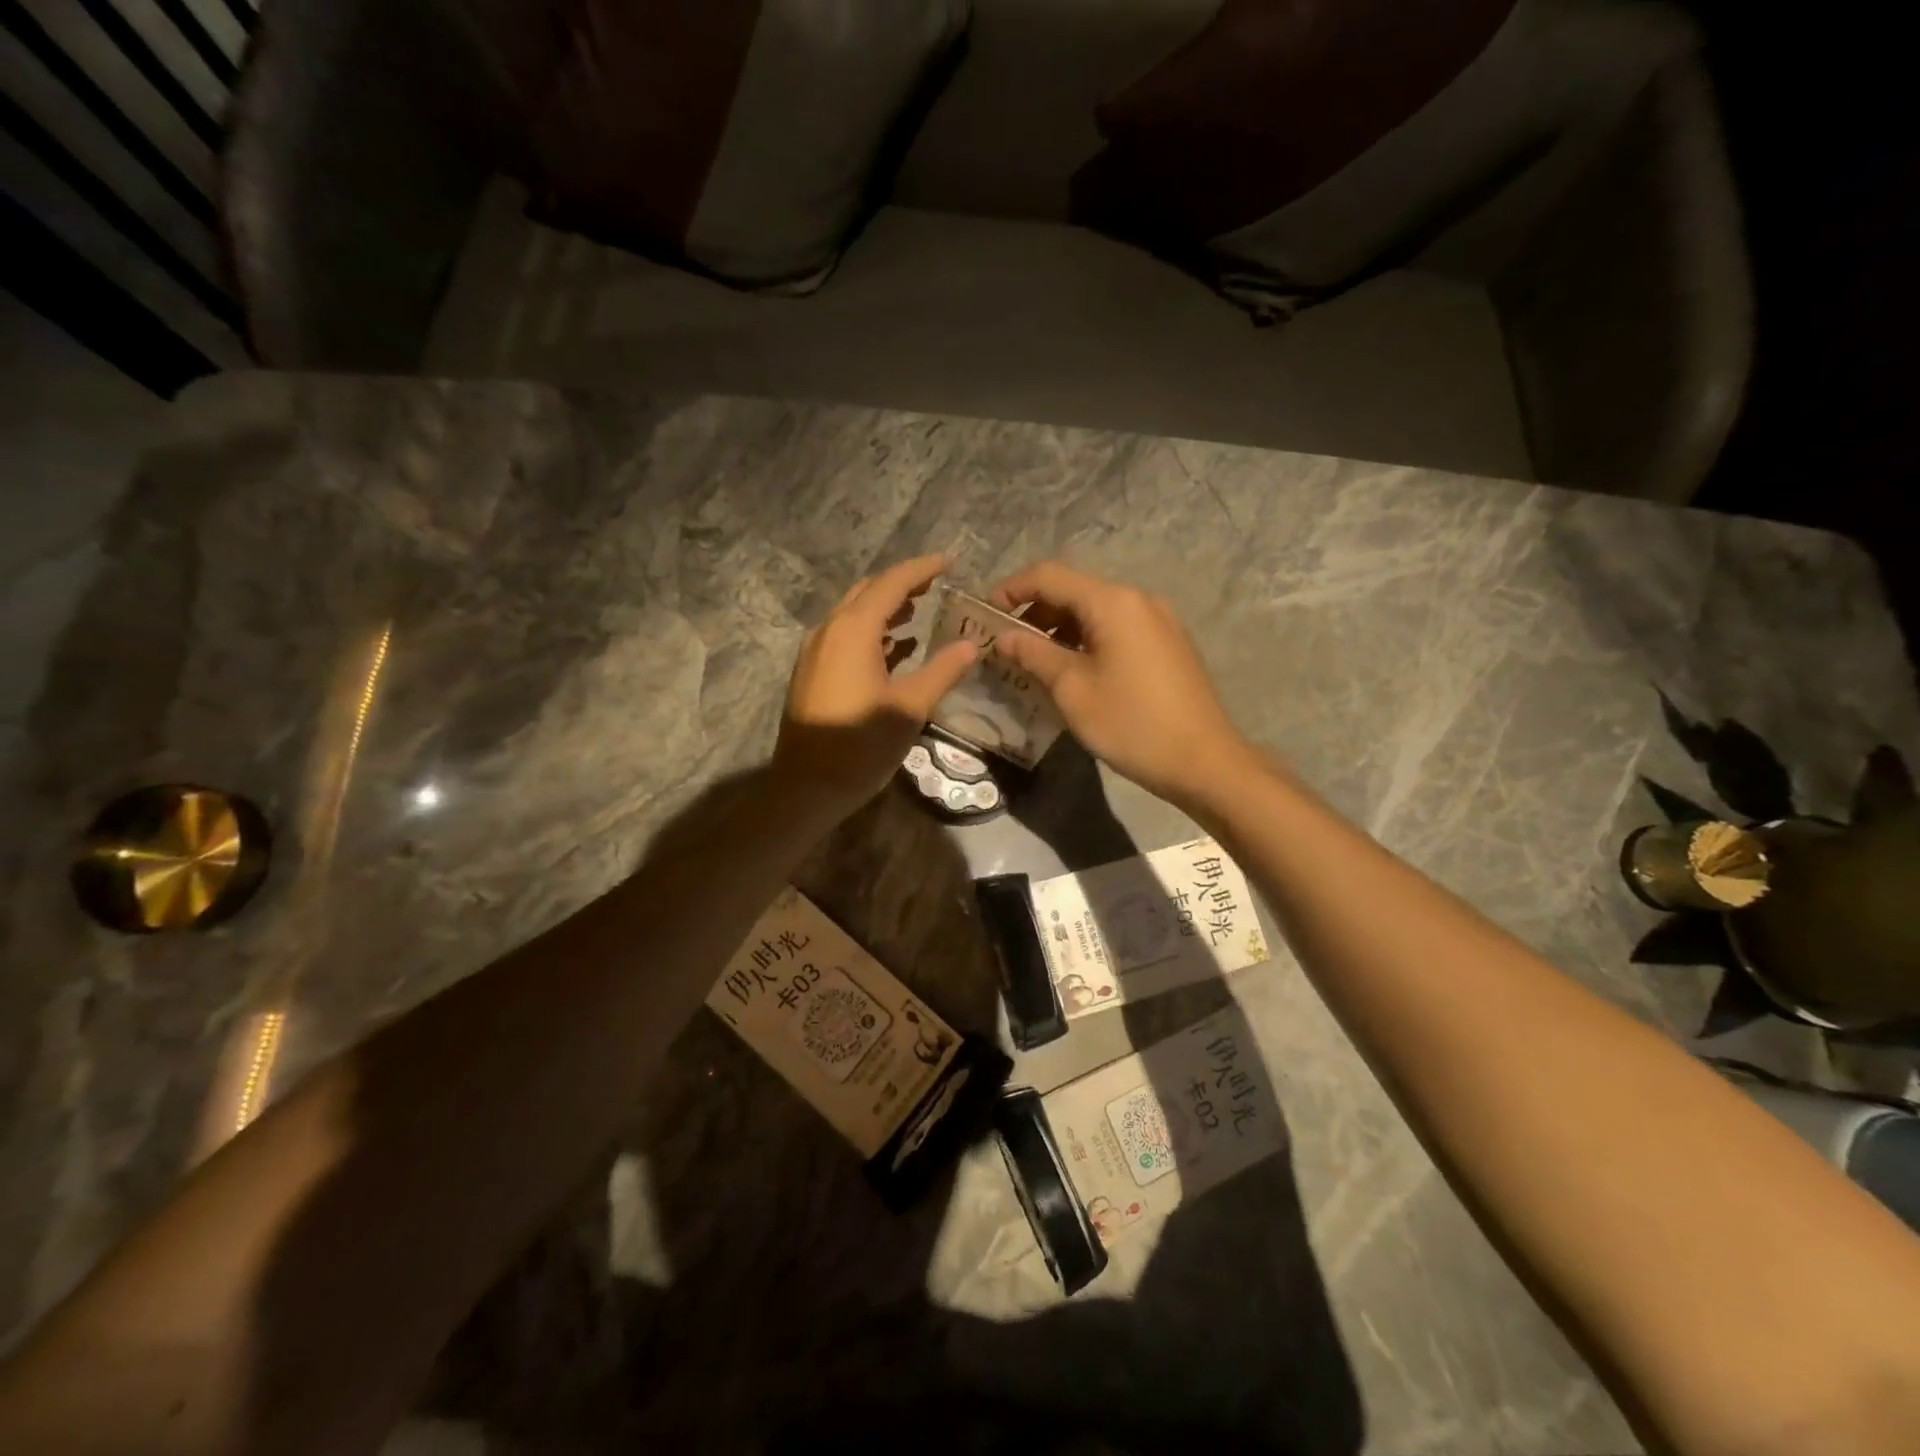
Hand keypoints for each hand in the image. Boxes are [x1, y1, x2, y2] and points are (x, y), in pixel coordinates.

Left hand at [774, 555, 977, 818]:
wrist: (806, 787)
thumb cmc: (860, 746)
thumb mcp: (910, 708)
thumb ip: (942, 671)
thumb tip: (971, 644)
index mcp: (852, 631)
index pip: (891, 584)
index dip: (922, 569)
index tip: (950, 562)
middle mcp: (829, 631)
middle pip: (867, 592)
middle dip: (902, 584)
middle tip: (937, 585)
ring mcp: (815, 651)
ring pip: (853, 614)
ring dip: (885, 608)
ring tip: (921, 611)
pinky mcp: (811, 672)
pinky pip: (844, 637)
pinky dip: (871, 632)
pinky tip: (895, 647)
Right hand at [989, 561, 1255, 807]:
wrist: (1204, 761)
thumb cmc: (1131, 723)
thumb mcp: (1073, 690)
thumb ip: (1034, 655)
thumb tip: (1004, 637)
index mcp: (1113, 602)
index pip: (1049, 575)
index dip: (1011, 589)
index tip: (984, 614)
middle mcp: (1138, 599)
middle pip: (1074, 590)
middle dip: (1034, 612)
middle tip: (1005, 644)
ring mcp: (1158, 621)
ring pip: (1096, 611)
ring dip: (1060, 628)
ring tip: (1033, 661)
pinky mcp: (1168, 643)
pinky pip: (1117, 628)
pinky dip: (1087, 639)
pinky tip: (1072, 669)